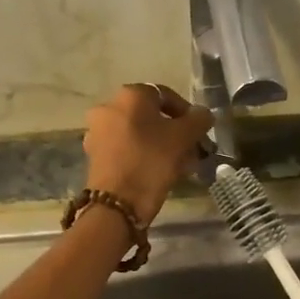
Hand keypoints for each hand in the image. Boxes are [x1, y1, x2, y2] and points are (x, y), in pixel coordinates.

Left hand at [83, 84, 212, 226]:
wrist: (117, 204)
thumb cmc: (151, 161)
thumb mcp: (183, 138)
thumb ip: (198, 120)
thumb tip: (203, 114)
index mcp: (129, 95)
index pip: (165, 95)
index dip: (186, 112)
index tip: (199, 132)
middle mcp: (108, 107)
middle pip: (150, 115)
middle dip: (174, 131)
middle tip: (191, 149)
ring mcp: (98, 132)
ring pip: (139, 133)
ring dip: (161, 144)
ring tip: (180, 164)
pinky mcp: (95, 155)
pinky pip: (127, 148)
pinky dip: (144, 155)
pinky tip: (160, 172)